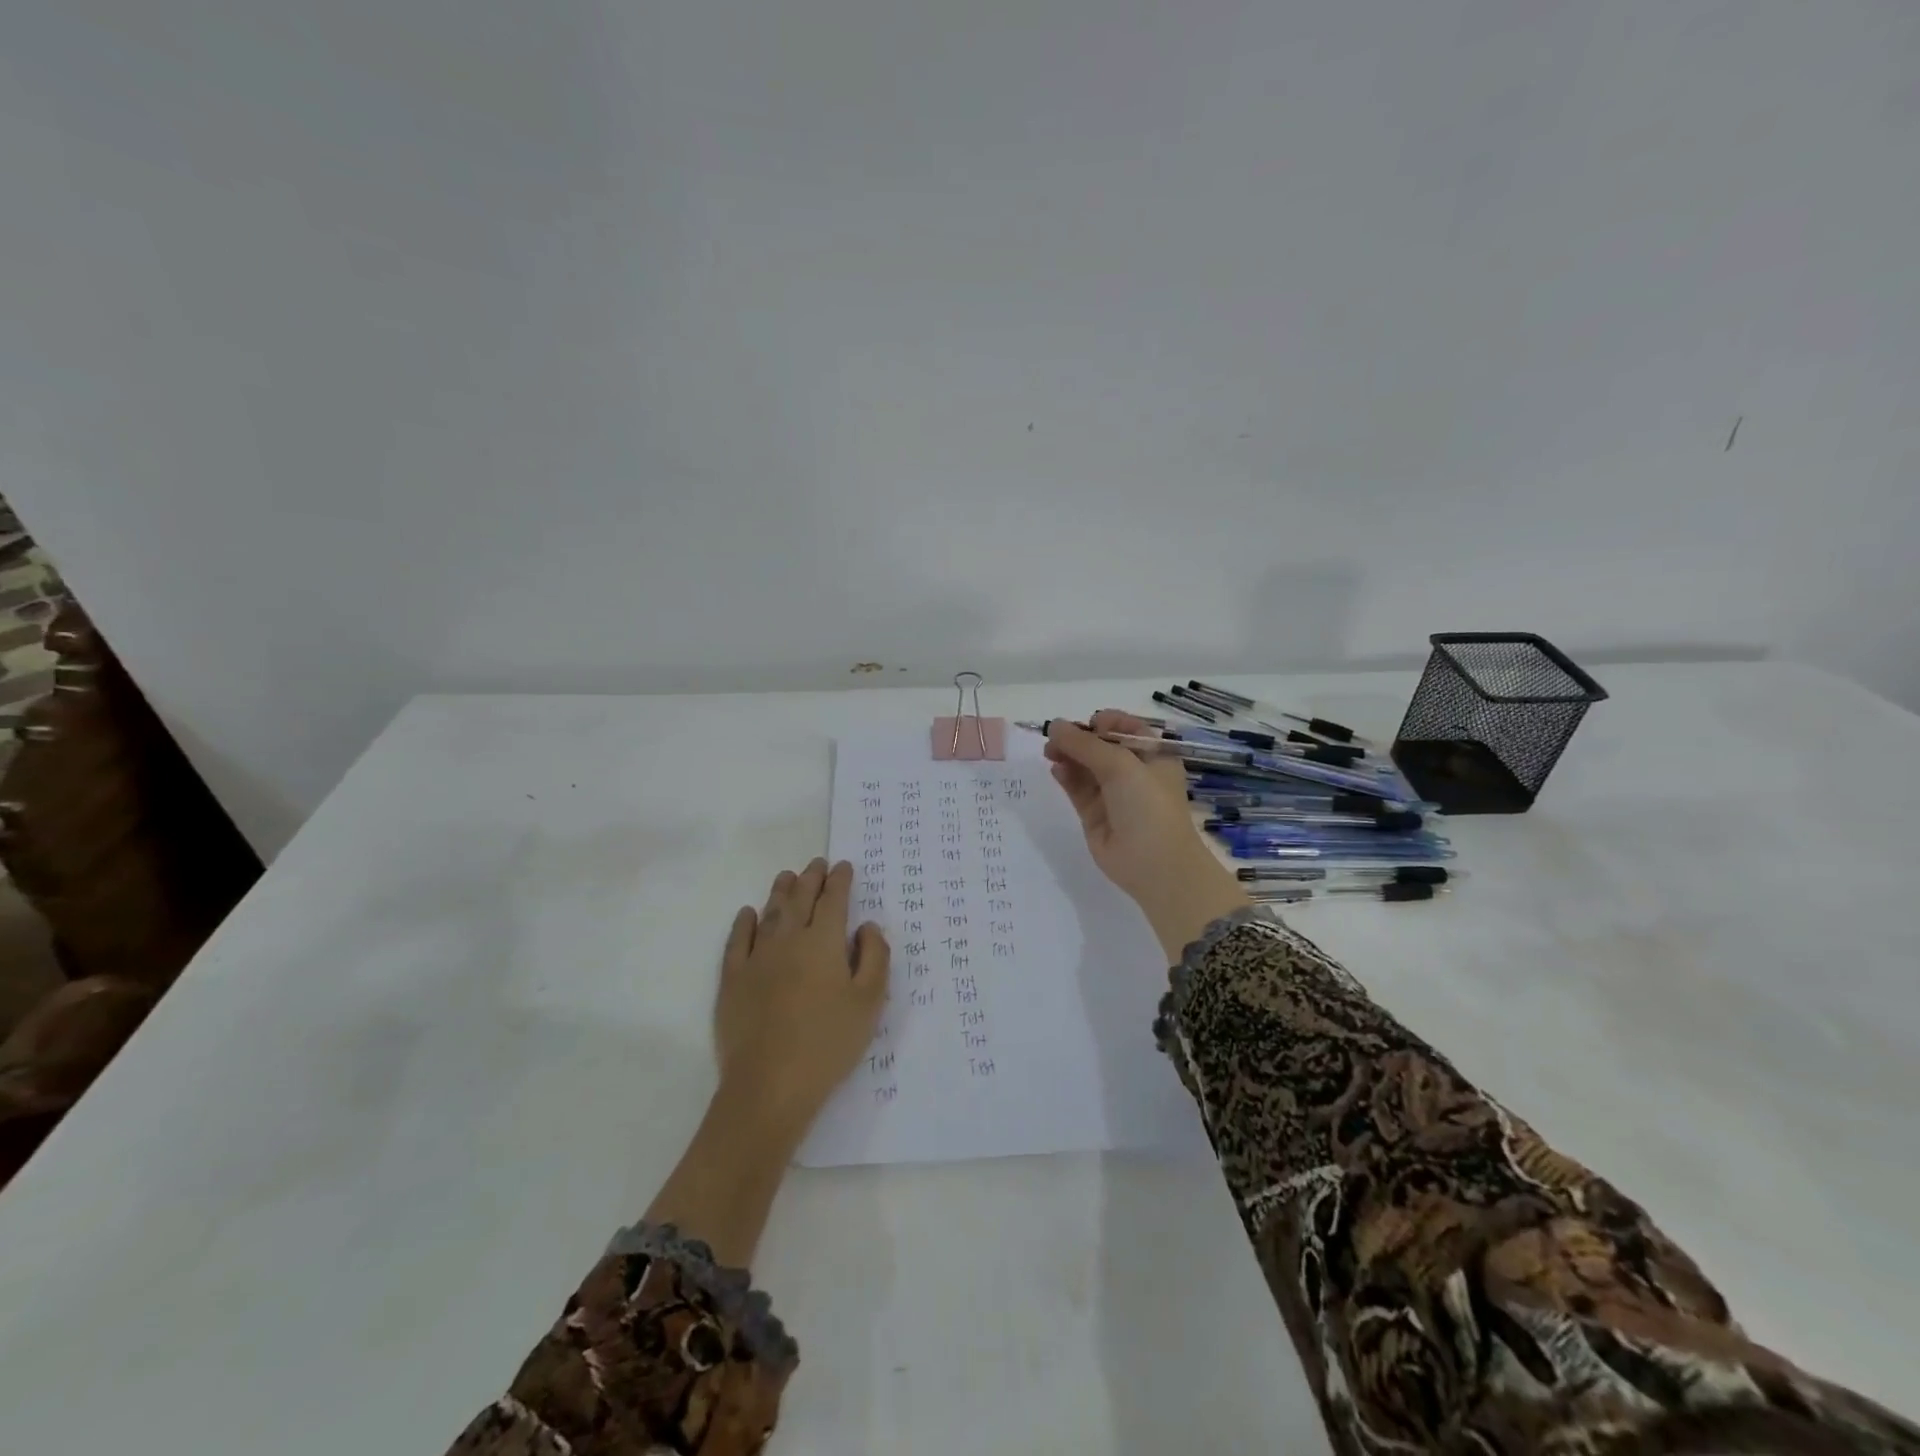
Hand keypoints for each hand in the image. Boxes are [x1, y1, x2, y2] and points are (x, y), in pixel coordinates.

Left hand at [715, 859, 889, 1128]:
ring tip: (787, 876)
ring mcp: (756, 958)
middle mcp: (789, 940)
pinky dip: (744, 923)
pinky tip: (748, 914)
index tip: (844, 866)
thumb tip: (867, 926)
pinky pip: (737, 941)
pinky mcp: (732, 980)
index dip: (840, 881)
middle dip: (811, 878)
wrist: (769, 1085)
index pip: (834, 900)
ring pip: (770, 913)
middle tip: (817, 863)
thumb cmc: (828, 1043)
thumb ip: (875, 957)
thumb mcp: (869, 1002)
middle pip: (800, 899)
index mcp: (824, 942)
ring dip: (780, 891)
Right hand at [1045, 711, 1250, 958]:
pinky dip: (1066, 775)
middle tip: (1054, 737)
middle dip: (1078, 737)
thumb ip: (1085, 743)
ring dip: (1068, 754)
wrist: (1155, 865)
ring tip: (1049, 751)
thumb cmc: (1148, 806)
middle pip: (1100, 745)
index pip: (1124, 727)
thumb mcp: (1121, 765)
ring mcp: (1113, 794)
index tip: (1085, 725)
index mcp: (1153, 754)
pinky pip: (1077, 788)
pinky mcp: (1094, 814)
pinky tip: (1055, 768)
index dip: (1103, 722)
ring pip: (1085, 766)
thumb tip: (1054, 725)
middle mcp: (1133, 771)